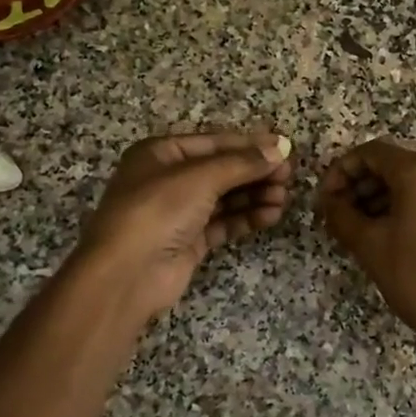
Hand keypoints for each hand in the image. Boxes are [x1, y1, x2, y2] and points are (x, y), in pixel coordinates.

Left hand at [75, 129, 292, 322]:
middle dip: (256, 172)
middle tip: (289, 177)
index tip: (285, 149)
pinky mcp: (189, 241)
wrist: (126, 274)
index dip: (250, 144)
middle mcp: (169, 179)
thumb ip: (242, 163)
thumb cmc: (157, 211)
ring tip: (284, 198)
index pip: (214, 142)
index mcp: (161, 153)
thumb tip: (280, 149)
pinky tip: (270, 215)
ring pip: (225, 197)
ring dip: (255, 195)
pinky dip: (246, 218)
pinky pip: (223, 223)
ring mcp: (179, 212)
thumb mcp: (200, 178)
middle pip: (222, 170)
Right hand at [319, 138, 415, 347]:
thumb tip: (328, 201)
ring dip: (377, 199)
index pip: (369, 152)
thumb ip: (341, 215)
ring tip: (356, 231)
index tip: (324, 200)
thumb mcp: (370, 245)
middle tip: (336, 217)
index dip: (340, 171)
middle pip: (389, 165)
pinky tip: (385, 237)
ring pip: (408, 183)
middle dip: (358, 186)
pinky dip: (400, 209)